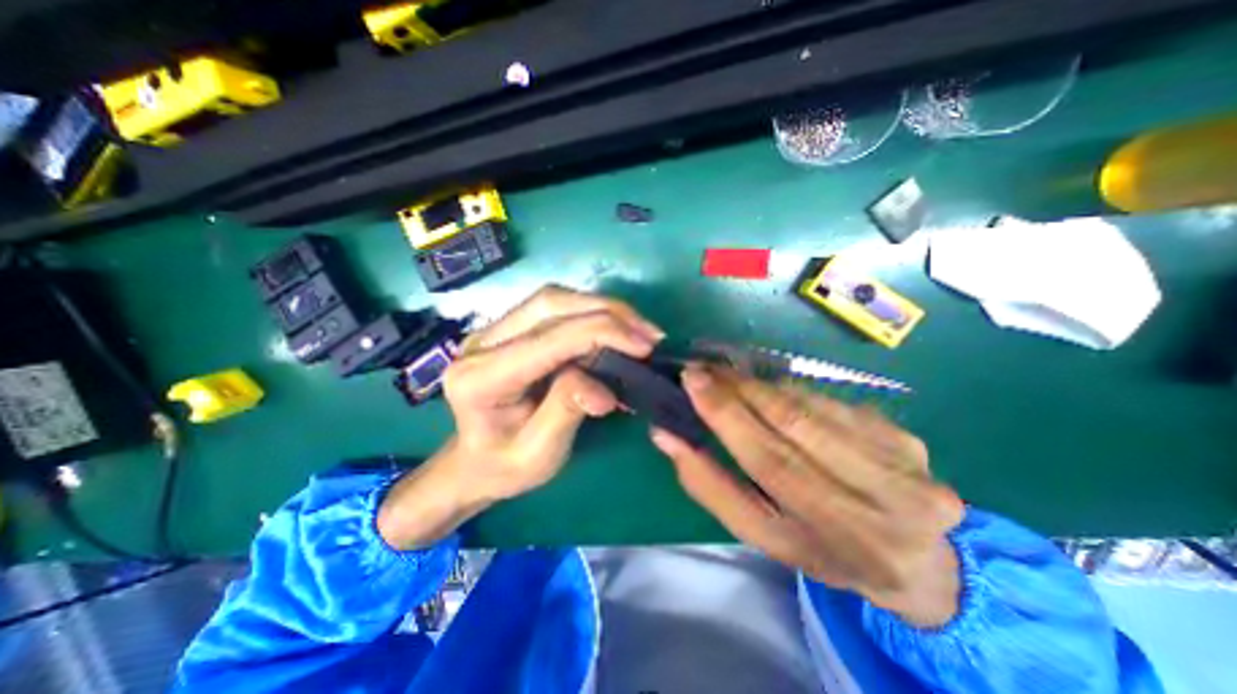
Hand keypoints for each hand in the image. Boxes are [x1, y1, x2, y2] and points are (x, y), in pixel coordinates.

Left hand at [381, 285, 662, 549]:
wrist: (473, 462)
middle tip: (648, 333)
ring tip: (638, 329)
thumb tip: (602, 388)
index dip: (602, 333)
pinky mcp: (508, 329)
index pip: (550, 338)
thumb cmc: (503, 467)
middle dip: (607, 312)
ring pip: (554, 299)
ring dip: (602, 308)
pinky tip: (614, 329)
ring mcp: (493, 330)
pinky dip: (590, 313)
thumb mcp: (537, 456)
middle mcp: (482, 343)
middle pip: (551, 304)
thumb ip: (565, 413)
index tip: (645, 347)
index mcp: (482, 378)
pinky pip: (554, 309)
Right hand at [650, 367, 958, 626]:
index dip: (727, 415)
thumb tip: (666, 435)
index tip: (693, 380)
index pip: (770, 462)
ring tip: (733, 379)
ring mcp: (904, 468)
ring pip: (813, 407)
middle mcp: (879, 507)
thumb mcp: (760, 533)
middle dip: (742, 389)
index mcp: (831, 541)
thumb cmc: (820, 548)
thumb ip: (710, 484)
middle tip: (707, 369)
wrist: (913, 562)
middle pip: (795, 424)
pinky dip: (795, 394)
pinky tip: (776, 396)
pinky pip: (833, 403)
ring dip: (765, 388)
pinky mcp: (910, 441)